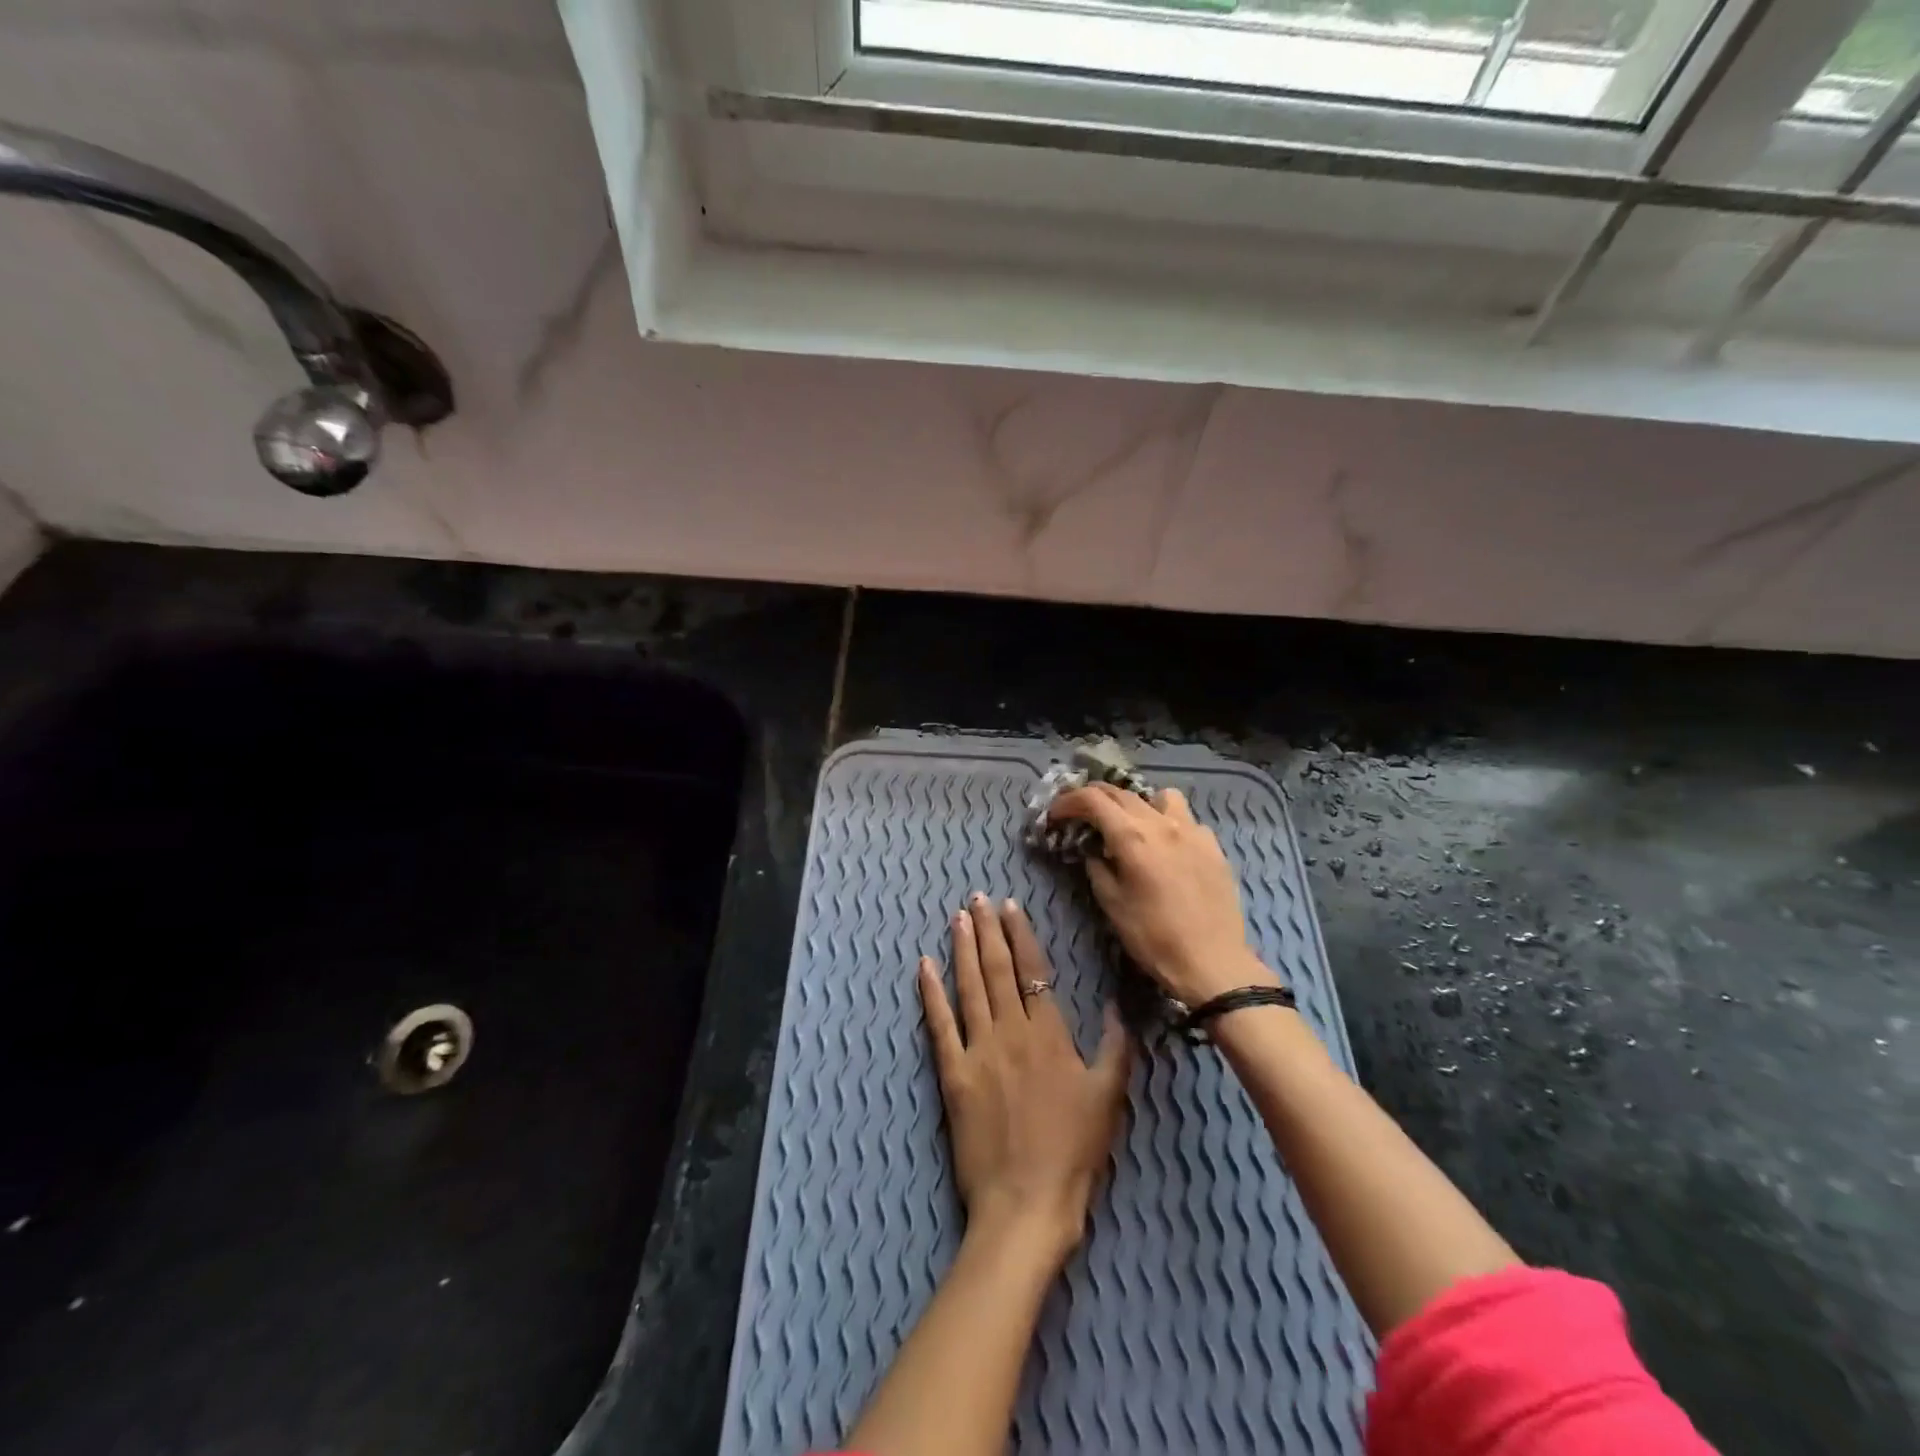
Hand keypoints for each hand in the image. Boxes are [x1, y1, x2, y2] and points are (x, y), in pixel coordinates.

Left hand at [919, 894, 1131, 1267]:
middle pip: (997, 971)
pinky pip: (940, 1026)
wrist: (1026, 1204)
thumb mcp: (1109, 1097)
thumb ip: (1117, 1047)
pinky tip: (924, 967)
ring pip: (970, 988)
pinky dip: (931, 993)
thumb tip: (1118, 1004)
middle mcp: (1011, 1032)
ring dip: (963, 950)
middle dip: (987, 930)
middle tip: (977, 898)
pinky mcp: (953, 1075)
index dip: (1020, 935)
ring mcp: (978, 1052)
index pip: (1033, 971)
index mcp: (1049, 1035)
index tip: (1010, 906)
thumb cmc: (1074, 1152)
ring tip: (957, 918)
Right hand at [1047, 783, 1280, 1006]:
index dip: (1068, 801)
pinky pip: (1187, 819)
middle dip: (1095, 798)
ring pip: (1160, 796)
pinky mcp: (1213, 845)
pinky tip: (1167, 847)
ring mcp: (1193, 831)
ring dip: (1138, 803)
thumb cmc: (1153, 937)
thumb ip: (1097, 868)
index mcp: (1132, 837)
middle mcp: (1162, 823)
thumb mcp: (1111, 904)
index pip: (1093, 799)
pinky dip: (1169, 823)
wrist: (1212, 962)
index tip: (1055, 815)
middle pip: (1122, 793)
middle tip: (1080, 814)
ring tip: (1132, 824)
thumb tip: (1093, 851)